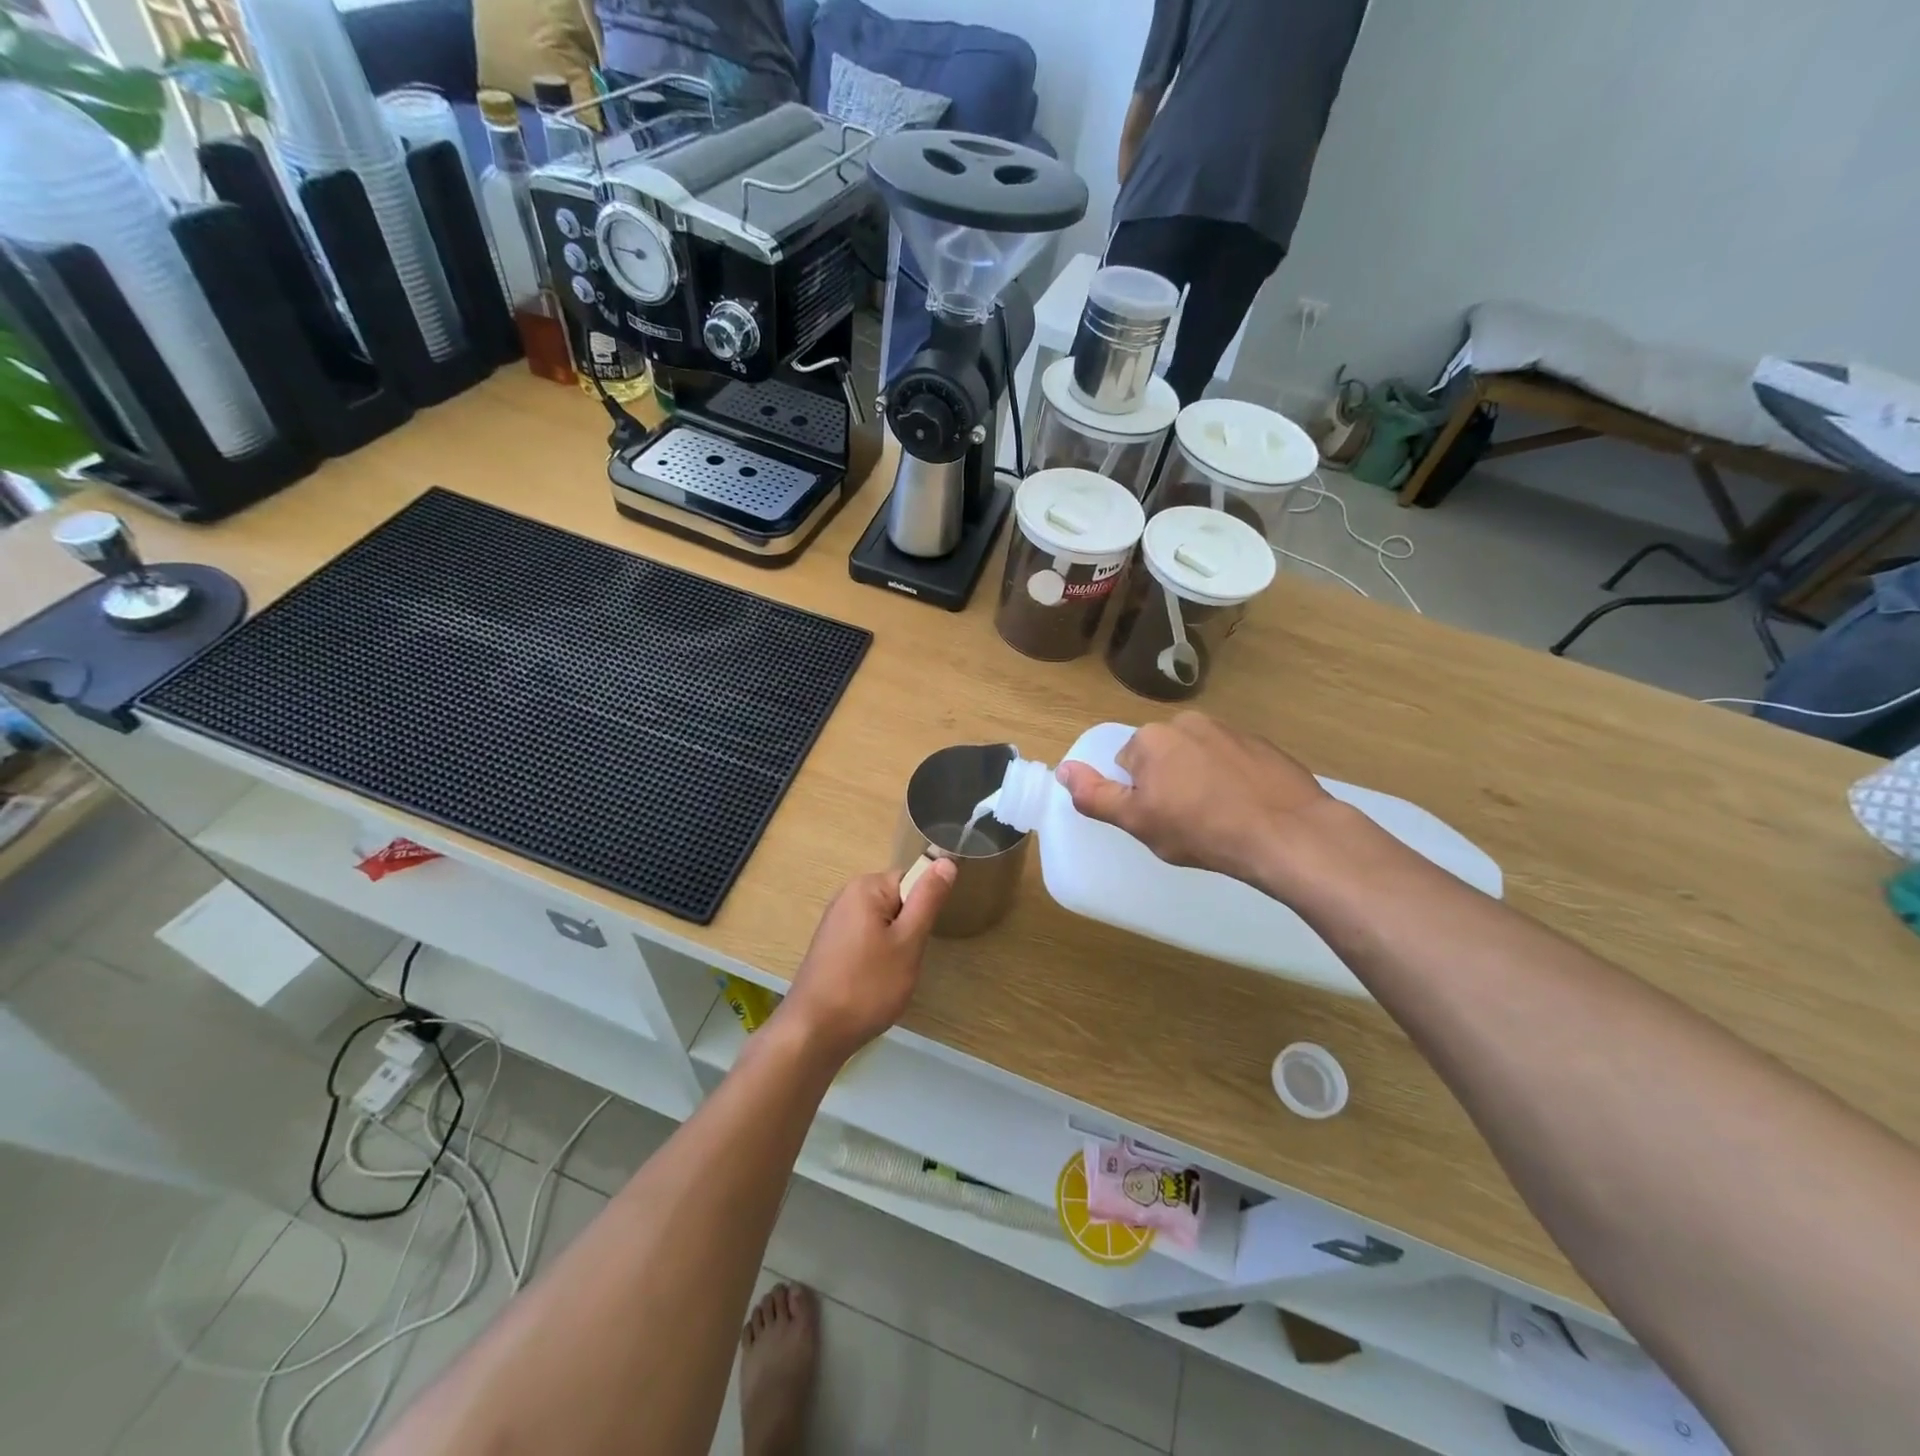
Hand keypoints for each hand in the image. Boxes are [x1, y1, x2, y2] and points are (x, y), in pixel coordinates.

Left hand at [780, 859, 956, 1061]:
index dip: (923, 909)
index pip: (912, 880)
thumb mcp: (908, 942)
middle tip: (905, 961)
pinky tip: (872, 983)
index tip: (919, 939)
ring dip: (894, 947)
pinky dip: (876, 958)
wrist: (814, 1032)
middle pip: (897, 902)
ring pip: (884, 924)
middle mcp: (847, 896)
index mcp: (866, 887)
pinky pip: (867, 939)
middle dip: (908, 930)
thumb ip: (928, 899)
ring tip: (888, 975)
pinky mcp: (831, 946)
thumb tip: (946, 860)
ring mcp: (836, 922)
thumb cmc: (867, 986)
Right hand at [1056, 713, 1334, 886]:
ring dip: (1201, 780)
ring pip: (1200, 758)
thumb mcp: (1136, 821)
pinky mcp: (1264, 745)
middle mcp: (1188, 722)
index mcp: (1152, 738)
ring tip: (1219, 817)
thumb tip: (1063, 769)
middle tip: (1187, 821)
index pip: (1127, 765)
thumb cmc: (1200, 829)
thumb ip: (1094, 795)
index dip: (1139, 796)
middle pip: (1163, 756)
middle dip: (1169, 783)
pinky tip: (1246, 809)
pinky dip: (1234, 780)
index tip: (1160, 819)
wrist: (1285, 833)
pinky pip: (1234, 762)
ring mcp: (1231, 730)